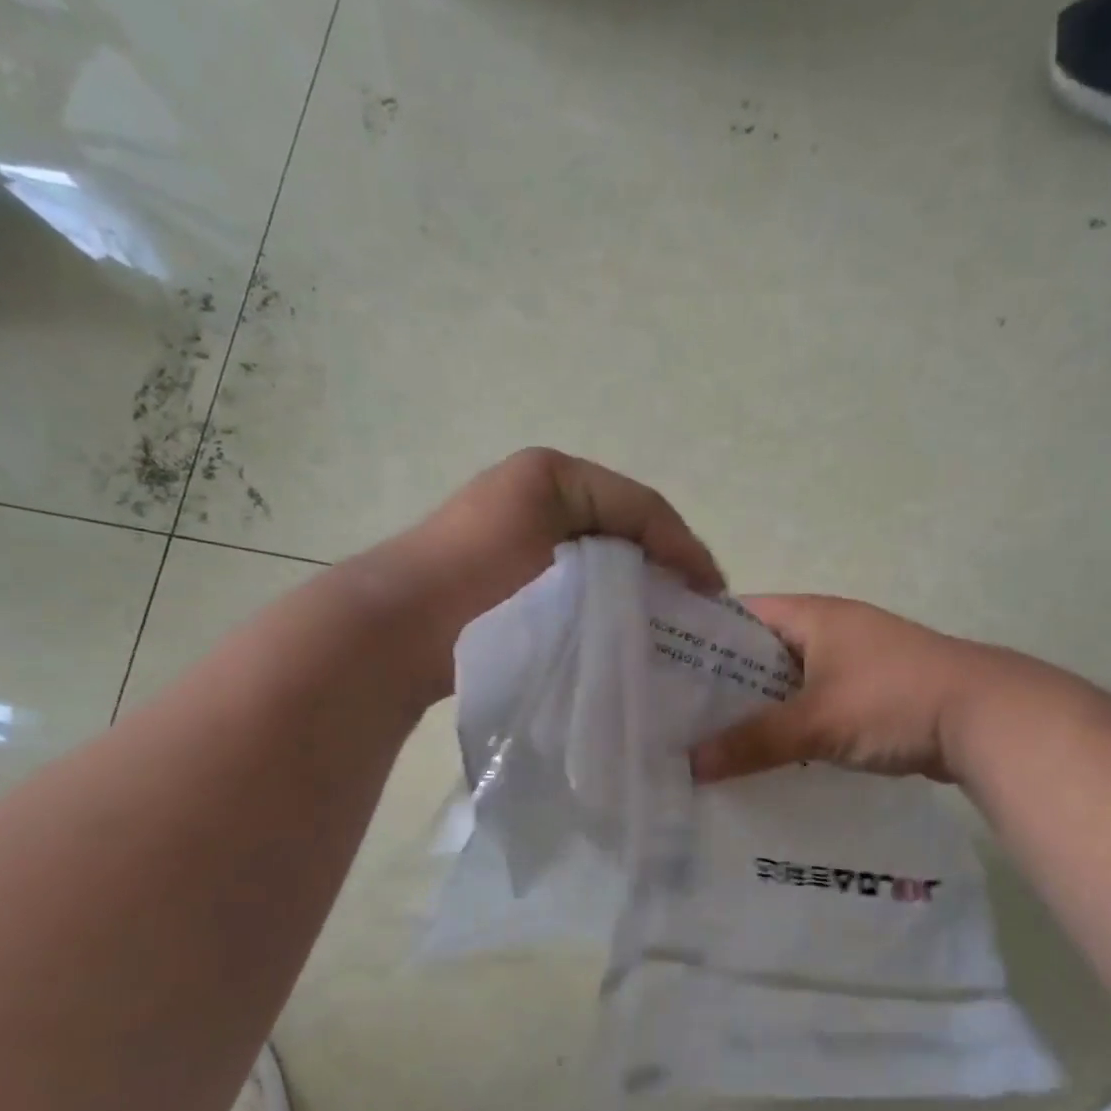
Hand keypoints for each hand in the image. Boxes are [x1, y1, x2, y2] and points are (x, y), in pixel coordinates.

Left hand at [377, 448, 723, 701]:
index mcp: (556, 476)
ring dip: (632, 590)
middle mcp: (539, 495)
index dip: (686, 548)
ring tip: (660, 630)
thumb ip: (628, 547)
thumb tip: (670, 581)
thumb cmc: (482, 579)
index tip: (714, 596)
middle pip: (624, 531)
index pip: (644, 507)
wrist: (396, 629)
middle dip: (662, 570)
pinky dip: (599, 603)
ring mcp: (522, 536)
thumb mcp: (563, 545)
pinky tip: (615, 635)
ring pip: (600, 560)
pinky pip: (572, 581)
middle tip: (693, 616)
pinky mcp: (508, 575)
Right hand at [689, 595, 989, 783]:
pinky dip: (790, 725)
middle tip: (676, 714)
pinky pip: (813, 705)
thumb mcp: (817, 721)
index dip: (699, 637)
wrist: (988, 719)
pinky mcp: (869, 694)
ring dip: (757, 708)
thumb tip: (691, 766)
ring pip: (787, 682)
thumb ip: (753, 742)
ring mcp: (852, 662)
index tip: (661, 668)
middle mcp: (829, 629)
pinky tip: (764, 754)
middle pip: (759, 652)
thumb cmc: (893, 700)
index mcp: (812, 615)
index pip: (737, 614)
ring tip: (708, 739)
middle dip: (722, 682)